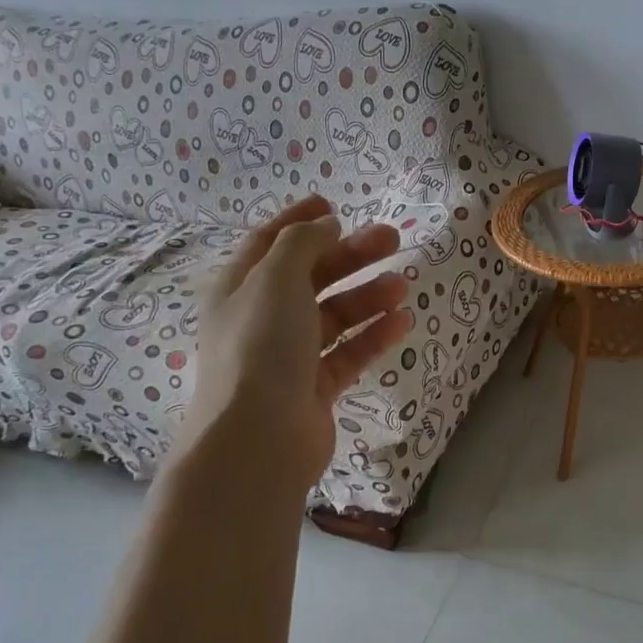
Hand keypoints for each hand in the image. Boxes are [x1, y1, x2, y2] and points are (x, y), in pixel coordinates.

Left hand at [184, 195, 412, 481]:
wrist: (258, 438)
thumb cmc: (261, 345)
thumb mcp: (276, 278)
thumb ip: (302, 242)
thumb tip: (325, 225)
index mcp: (239, 287)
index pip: (269, 242)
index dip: (299, 220)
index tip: (334, 205)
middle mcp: (260, 318)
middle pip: (310, 276)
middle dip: (350, 255)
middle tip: (392, 239)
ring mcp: (288, 356)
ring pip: (333, 315)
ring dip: (367, 296)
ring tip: (403, 285)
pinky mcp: (314, 388)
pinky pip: (348, 353)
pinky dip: (372, 335)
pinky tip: (401, 321)